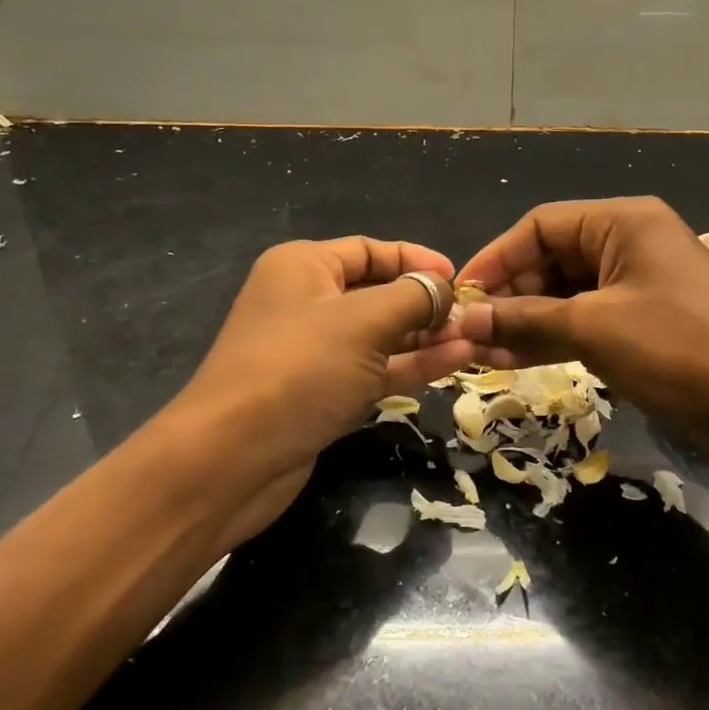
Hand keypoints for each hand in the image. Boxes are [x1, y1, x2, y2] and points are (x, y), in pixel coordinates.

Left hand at [156, 238, 475, 550]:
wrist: (233, 459)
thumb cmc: (299, 369)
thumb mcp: (364, 321)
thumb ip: (413, 298)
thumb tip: (444, 289)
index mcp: (304, 267)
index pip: (370, 250)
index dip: (416, 260)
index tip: (459, 278)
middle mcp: (307, 302)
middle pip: (378, 292)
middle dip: (426, 303)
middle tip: (474, 316)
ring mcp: (315, 352)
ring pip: (381, 335)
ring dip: (426, 336)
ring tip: (475, 339)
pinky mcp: (324, 393)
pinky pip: (376, 369)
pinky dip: (412, 364)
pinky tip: (455, 361)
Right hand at [455, 198, 708, 468]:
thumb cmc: (681, 349)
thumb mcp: (596, 328)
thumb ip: (527, 319)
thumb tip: (468, 318)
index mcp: (623, 222)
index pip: (540, 225)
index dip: (496, 258)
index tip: (460, 295)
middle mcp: (629, 244)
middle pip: (552, 259)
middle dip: (509, 296)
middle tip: (468, 332)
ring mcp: (638, 286)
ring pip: (566, 296)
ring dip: (525, 322)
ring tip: (480, 353)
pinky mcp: (645, 325)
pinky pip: (587, 322)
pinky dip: (554, 339)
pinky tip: (513, 361)